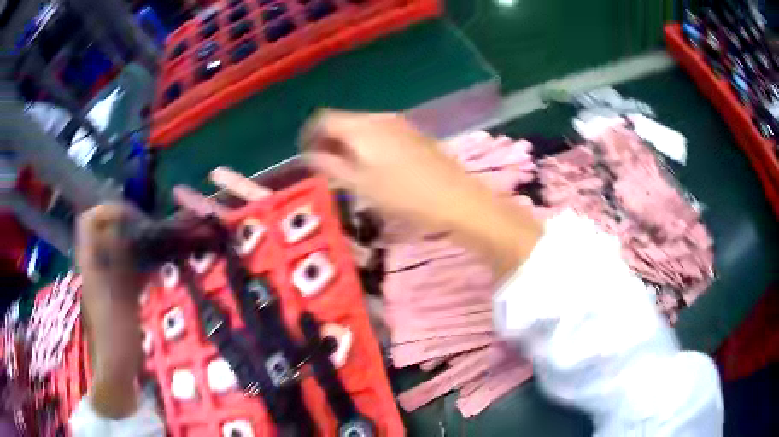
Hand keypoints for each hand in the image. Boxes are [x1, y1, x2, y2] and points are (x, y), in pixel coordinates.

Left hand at [76, 204, 144, 417]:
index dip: (107, 211)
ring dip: (136, 245)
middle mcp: (96, 266)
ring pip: (117, 248)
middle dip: (126, 225)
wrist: (117, 367)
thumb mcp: (117, 295)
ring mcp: (106, 279)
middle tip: (148, 232)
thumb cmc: (115, 335)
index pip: (89, 221)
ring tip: (155, 251)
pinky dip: (140, 265)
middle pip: (105, 231)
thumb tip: (121, 225)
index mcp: (90, 264)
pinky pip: (126, 267)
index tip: (131, 217)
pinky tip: (155, 275)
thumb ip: (117, 259)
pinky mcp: (116, 292)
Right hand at [301, 110, 543, 275]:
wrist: (456, 199)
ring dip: (348, 143)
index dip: (309, 135)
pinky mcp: (414, 134)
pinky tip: (375, 166)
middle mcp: (379, 117)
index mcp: (362, 127)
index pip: (323, 119)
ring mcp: (399, 124)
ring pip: (362, 126)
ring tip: (348, 170)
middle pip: (343, 121)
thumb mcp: (360, 185)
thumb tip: (310, 154)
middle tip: (325, 166)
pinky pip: (380, 132)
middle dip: (329, 140)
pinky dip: (368, 144)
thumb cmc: (404, 196)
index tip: (306, 155)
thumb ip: (330, 166)